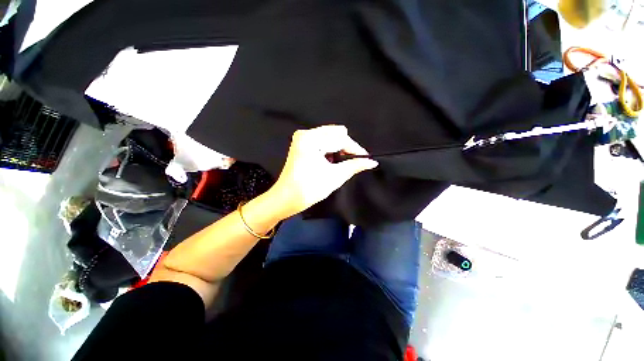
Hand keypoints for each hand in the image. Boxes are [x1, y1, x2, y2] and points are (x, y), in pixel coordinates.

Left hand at [268, 125, 378, 218]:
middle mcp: (305, 133)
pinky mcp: (301, 144)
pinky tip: (333, 161)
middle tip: (355, 161)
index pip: (340, 138)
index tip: (366, 158)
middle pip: (335, 134)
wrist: (287, 199)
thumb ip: (354, 166)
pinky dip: (330, 150)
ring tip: (344, 162)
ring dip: (339, 149)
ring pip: (329, 137)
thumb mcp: (335, 176)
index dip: (355, 148)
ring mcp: (302, 138)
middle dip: (347, 148)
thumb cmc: (309, 188)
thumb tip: (372, 162)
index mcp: (311, 139)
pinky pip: (322, 142)